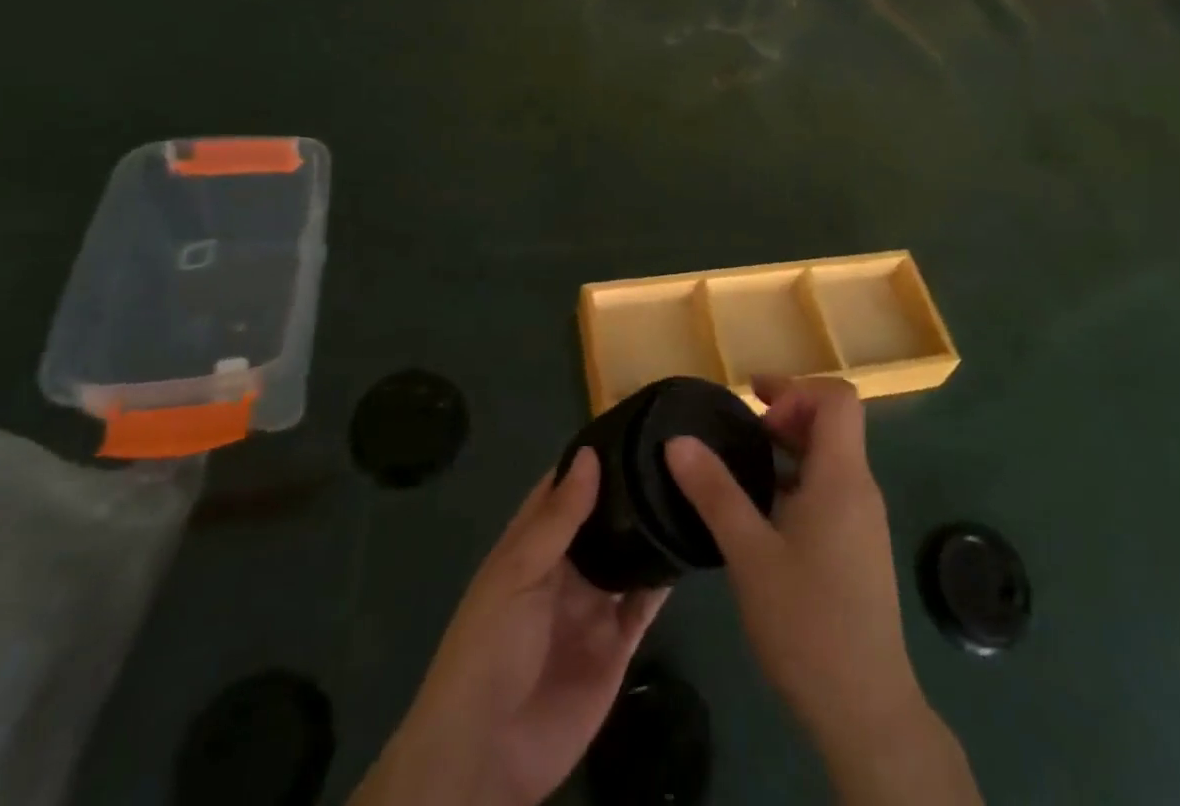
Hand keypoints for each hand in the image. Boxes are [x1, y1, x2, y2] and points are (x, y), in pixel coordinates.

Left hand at [351, 449, 667, 805]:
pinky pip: (645, 602)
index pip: (564, 489)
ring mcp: (593, 605)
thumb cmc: (490, 647)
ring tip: (691, 485)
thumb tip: (590, 454)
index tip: (632, 424)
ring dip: (650, 528)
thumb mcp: (517, 572)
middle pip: (602, 519)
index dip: (591, 459)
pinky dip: (665, 576)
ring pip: (628, 555)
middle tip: (676, 449)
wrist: (488, 754)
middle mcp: (565, 568)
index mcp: (532, 545)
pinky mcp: (618, 644)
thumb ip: (558, 518)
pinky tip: (690, 543)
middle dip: (629, 489)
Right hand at [666, 376, 981, 805]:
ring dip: (790, 447)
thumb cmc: (807, 623)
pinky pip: (831, 489)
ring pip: (832, 457)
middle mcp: (860, 488)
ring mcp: (864, 520)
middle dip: (787, 412)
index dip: (795, 389)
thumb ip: (714, 492)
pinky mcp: (859, 548)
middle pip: (834, 423)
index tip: (753, 406)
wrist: (867, 711)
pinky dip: (798, 479)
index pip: (836, 398)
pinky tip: (763, 513)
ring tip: (744, 465)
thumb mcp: (749, 553)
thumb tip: (677, 440)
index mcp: (842, 476)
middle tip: (740, 429)